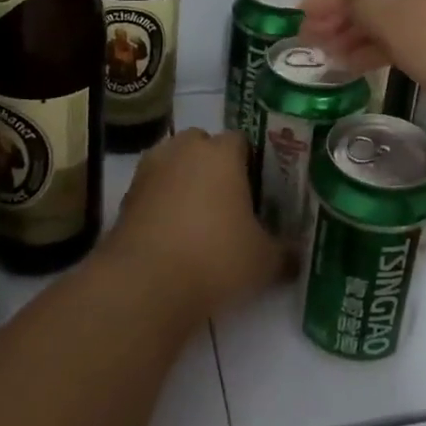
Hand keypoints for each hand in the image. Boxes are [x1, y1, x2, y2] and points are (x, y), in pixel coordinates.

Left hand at [107, 128, 282, 317]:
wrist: (145, 285)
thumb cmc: (215, 258)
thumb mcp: (263, 261)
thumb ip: (285, 253)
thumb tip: (299, 257)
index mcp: (221, 152)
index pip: (241, 141)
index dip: (252, 163)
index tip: (259, 190)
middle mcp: (183, 150)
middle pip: (202, 145)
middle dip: (214, 166)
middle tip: (230, 201)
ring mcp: (149, 171)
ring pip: (173, 165)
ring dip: (184, 182)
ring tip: (199, 219)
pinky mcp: (126, 197)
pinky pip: (152, 190)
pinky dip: (162, 204)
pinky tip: (173, 236)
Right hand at [300, 0, 425, 129]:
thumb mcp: (395, 17)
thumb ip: (362, 8)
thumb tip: (357, 10)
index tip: (304, 20)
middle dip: (342, 14)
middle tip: (313, 43)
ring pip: (397, 12)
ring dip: (362, 34)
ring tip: (331, 60)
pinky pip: (418, 33)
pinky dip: (390, 47)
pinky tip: (363, 66)